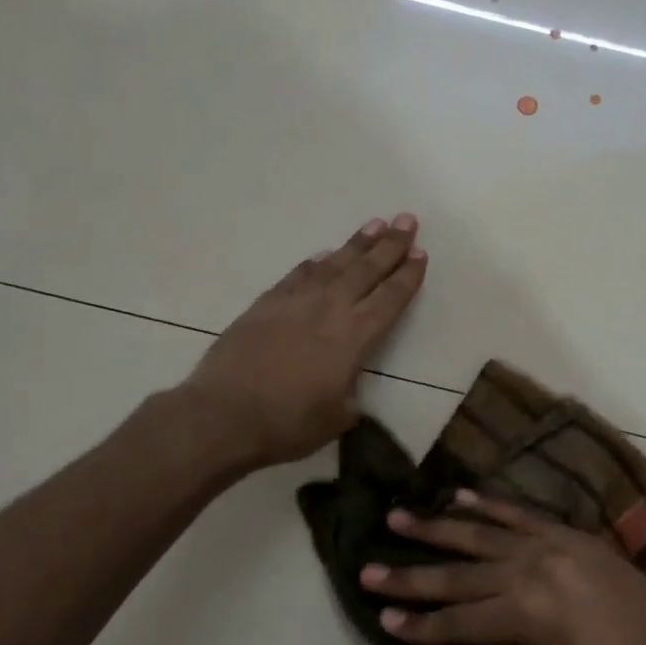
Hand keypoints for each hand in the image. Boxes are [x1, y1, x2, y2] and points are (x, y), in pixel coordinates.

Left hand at [182, 214, 426, 468]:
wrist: (225, 414)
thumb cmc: (288, 424)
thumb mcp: (337, 418)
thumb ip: (350, 395)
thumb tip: (347, 385)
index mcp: (355, 338)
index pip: (390, 298)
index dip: (407, 275)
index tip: (420, 254)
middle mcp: (330, 309)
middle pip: (367, 269)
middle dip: (390, 244)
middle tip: (407, 220)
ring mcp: (296, 302)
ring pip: (334, 264)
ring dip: (357, 244)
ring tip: (375, 224)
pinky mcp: (266, 303)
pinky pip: (298, 274)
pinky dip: (316, 262)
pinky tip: (324, 255)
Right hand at [357, 492, 645, 644]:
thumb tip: (479, 631)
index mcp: (527, 615)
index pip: (457, 619)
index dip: (418, 623)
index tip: (383, 618)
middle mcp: (531, 570)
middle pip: (458, 572)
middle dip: (410, 574)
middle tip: (368, 568)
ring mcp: (552, 545)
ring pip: (481, 532)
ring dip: (437, 526)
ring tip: (398, 516)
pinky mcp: (571, 534)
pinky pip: (521, 513)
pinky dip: (487, 504)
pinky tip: (458, 496)